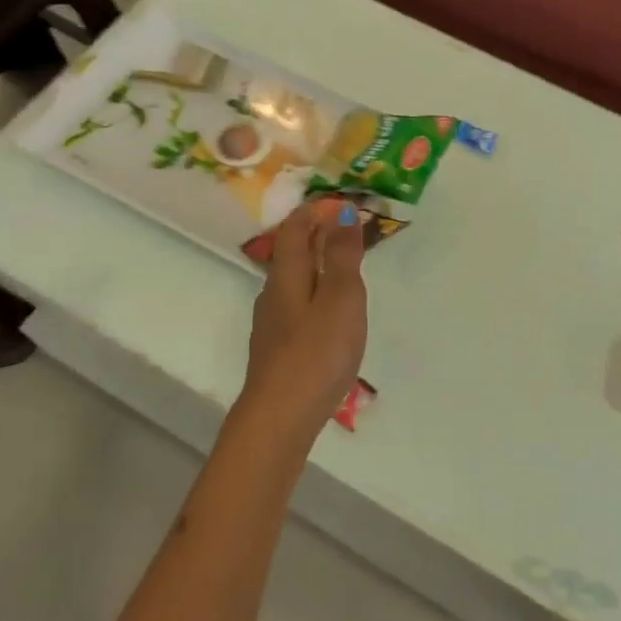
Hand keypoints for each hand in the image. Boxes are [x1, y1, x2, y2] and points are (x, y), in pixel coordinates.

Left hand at [238, 200, 368, 446]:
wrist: (280, 417)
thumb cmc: (316, 352)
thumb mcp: (340, 298)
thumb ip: (342, 257)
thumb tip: (342, 213)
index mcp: (287, 276)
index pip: (294, 230)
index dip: (314, 212)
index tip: (339, 203)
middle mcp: (273, 294)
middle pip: (291, 255)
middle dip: (315, 237)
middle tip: (348, 232)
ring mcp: (272, 325)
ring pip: (293, 283)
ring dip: (316, 267)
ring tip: (344, 270)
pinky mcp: (277, 351)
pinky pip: (297, 307)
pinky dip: (315, 295)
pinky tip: (329, 315)